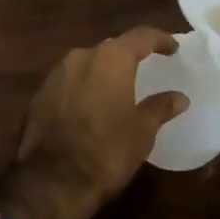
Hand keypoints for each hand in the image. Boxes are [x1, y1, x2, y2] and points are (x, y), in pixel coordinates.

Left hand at [17, 27, 188, 204]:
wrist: (51, 181)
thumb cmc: (107, 151)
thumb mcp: (142, 131)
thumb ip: (160, 107)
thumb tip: (179, 97)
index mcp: (110, 59)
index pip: (140, 36)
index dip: (159, 39)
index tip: (173, 48)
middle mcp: (81, 56)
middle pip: (111, 47)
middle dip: (129, 55)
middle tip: (145, 66)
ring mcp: (56, 74)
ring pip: (87, 63)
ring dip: (104, 71)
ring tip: (119, 87)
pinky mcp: (40, 95)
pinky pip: (69, 81)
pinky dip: (84, 87)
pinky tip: (92, 105)